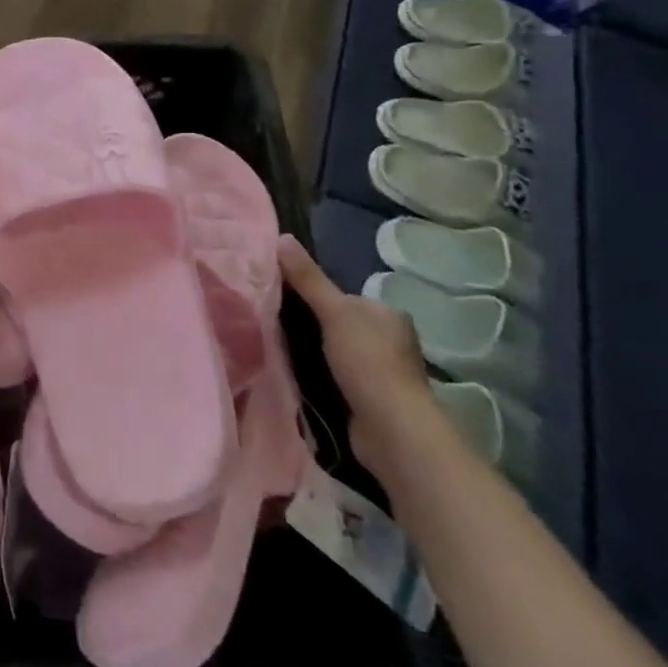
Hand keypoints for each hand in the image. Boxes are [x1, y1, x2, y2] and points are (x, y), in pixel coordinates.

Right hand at [278, 235, 438, 482]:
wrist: (392, 430)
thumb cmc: (367, 362)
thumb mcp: (333, 312)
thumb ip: (308, 278)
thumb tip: (282, 236)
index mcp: (387, 314)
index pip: (343, 296)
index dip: (313, 295)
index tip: (281, 298)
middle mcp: (391, 339)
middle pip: (340, 323)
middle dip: (312, 323)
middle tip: (275, 322)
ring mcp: (383, 371)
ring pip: (338, 350)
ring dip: (314, 351)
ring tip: (280, 347)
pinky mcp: (372, 398)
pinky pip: (339, 375)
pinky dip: (321, 374)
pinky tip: (300, 375)